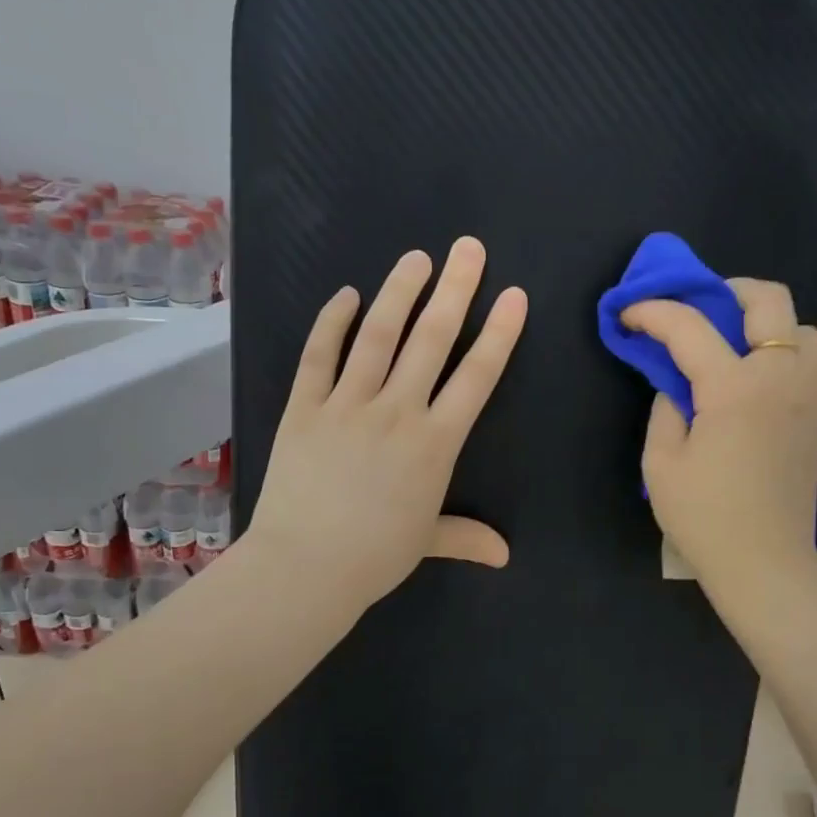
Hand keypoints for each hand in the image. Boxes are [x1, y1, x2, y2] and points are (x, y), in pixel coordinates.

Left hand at [246, 236, 527, 617]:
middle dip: (455, 290)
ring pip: (378, 336)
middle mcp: (397, 412)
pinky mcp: (304, 407)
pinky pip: (319, 355)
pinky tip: (348, 295)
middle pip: (432, 340)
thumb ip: (467, 538)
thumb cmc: (373, 556)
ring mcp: (347, 405)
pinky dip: (333, 322)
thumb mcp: (427, 542)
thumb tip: (504, 556)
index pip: (476, 377)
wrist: (304, 567)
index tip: (512, 296)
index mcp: (435, 443)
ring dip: (399, 292)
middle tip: (468, 248)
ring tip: (417, 258)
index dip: (498, 334)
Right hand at [621, 278, 816, 601]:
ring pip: (800, 327)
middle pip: (767, 300)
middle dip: (726, 290)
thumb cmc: (705, 517)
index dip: (652, 312)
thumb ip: (666, 409)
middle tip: (696, 309)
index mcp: (735, 387)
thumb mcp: (662, 463)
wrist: (765, 563)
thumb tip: (677, 386)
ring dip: (765, 322)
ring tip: (733, 344)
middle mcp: (780, 376)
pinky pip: (810, 360)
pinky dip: (784, 351)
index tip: (627, 313)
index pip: (689, 327)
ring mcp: (808, 394)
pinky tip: (756, 377)